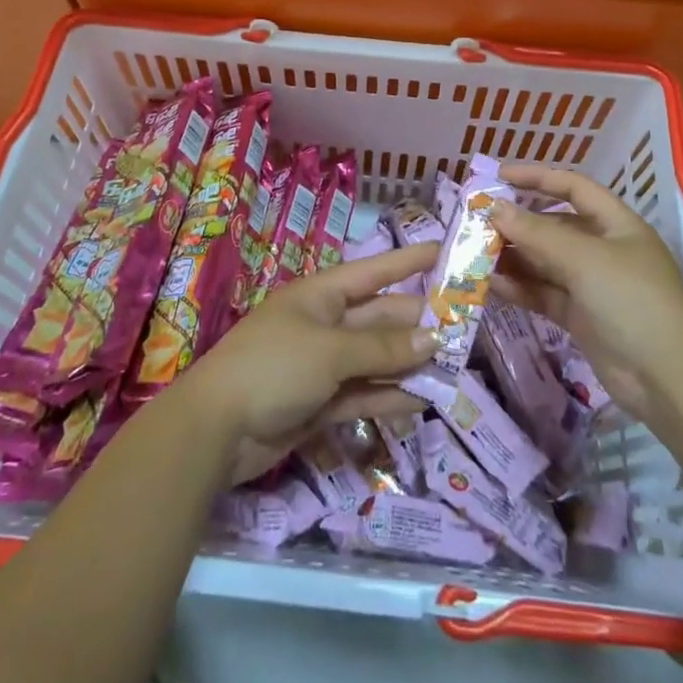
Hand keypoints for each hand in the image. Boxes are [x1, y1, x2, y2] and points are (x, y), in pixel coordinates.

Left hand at [180, 243, 438, 482]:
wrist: (216, 429)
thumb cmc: (273, 367)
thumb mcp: (331, 350)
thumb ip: (382, 347)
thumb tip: (433, 337)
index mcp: (323, 295)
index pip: (376, 271)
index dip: (410, 260)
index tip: (448, 252)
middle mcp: (326, 324)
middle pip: (380, 318)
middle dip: (419, 323)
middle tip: (466, 330)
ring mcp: (322, 365)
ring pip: (375, 358)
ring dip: (409, 363)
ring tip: (453, 369)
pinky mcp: (320, 403)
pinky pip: (362, 393)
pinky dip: (388, 396)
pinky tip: (421, 401)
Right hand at [490, 164, 682, 429]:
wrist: (668, 379)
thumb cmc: (632, 300)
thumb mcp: (584, 259)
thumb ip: (536, 233)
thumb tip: (494, 208)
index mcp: (616, 224)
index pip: (573, 187)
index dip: (538, 177)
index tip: (499, 175)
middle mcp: (603, 249)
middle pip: (554, 226)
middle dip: (518, 222)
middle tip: (477, 220)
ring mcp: (592, 285)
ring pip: (545, 262)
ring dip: (513, 256)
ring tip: (475, 252)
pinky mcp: (581, 317)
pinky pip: (544, 293)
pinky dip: (520, 288)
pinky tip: (491, 285)